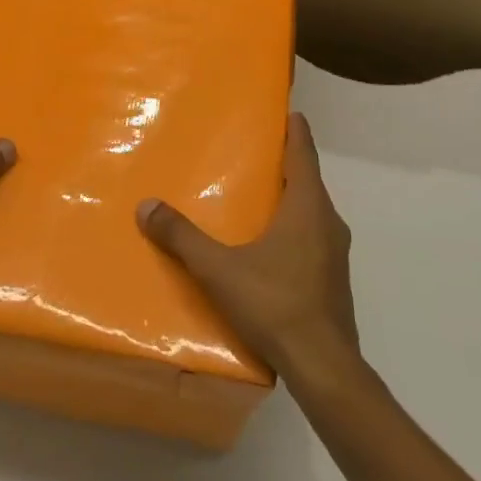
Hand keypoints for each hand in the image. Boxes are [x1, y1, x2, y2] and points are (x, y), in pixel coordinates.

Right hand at [137, 113, 358, 379]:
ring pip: (312, 213)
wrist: (324, 367)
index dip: (296, 132)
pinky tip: (268, 245)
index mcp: (307, 209)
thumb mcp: (219, 269)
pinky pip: (312, 239)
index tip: (290, 112)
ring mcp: (335, 255)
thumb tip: (146, 206)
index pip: (303, 156)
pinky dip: (293, 228)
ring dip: (290, 199)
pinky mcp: (332, 281)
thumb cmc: (275, 304)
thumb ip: (182, 237)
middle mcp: (328, 224)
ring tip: (258, 195)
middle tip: (257, 151)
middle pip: (308, 182)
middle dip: (287, 164)